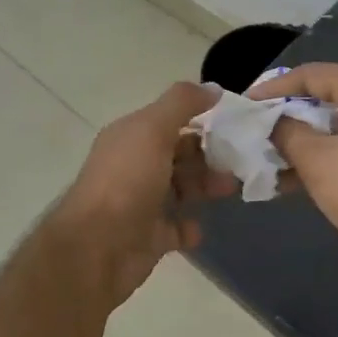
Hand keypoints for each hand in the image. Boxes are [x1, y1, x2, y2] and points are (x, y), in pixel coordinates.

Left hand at [56, 82, 235, 305]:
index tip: (236, 126)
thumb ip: (181, 104)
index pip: (170, 122)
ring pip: (180, 190)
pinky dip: (190, 227)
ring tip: (229, 190)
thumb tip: (212, 87)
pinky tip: (199, 226)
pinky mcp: (149, 238)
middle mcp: (133, 166)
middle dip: (209, 157)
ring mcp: (140, 203)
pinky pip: (176, 228)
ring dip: (205, 187)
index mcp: (130, 138)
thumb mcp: (152, 130)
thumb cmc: (126, 182)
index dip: (201, 121)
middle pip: (178, 155)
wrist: (97, 249)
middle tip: (240, 162)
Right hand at [248, 64, 337, 260]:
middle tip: (259, 131)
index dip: (273, 89)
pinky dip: (331, 154)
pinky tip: (304, 179)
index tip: (247, 105)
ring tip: (275, 162)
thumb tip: (276, 123)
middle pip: (327, 97)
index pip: (309, 75)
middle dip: (290, 117)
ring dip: (308, 141)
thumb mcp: (315, 159)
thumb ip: (287, 134)